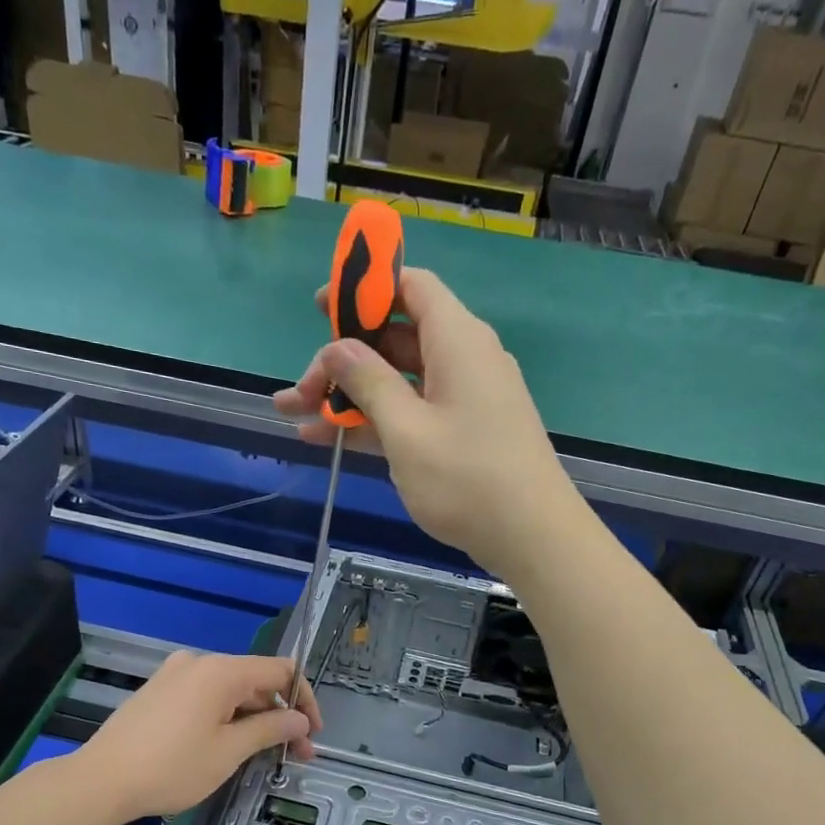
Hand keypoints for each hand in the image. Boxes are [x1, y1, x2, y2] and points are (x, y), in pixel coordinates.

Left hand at [73, 652, 320, 821]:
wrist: (100, 780)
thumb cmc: (171, 767)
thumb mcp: (229, 752)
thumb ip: (270, 729)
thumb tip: (300, 719)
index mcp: (221, 671)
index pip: (281, 670)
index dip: (305, 698)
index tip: (312, 733)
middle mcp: (199, 663)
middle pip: (255, 680)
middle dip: (280, 715)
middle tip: (293, 754)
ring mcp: (175, 674)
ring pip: (230, 690)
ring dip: (254, 718)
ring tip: (263, 755)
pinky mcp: (159, 691)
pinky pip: (205, 696)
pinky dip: (226, 716)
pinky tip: (228, 745)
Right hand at [272, 267, 579, 575]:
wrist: (531, 537)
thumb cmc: (466, 478)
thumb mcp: (406, 430)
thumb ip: (368, 382)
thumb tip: (337, 347)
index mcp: (456, 340)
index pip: (410, 287)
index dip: (363, 289)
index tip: (320, 309)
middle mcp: (462, 359)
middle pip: (394, 339)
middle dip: (342, 360)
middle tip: (298, 392)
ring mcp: (463, 398)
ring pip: (397, 381)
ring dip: (348, 396)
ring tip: (293, 415)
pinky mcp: (461, 432)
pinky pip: (411, 412)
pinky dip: (374, 421)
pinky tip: (328, 439)